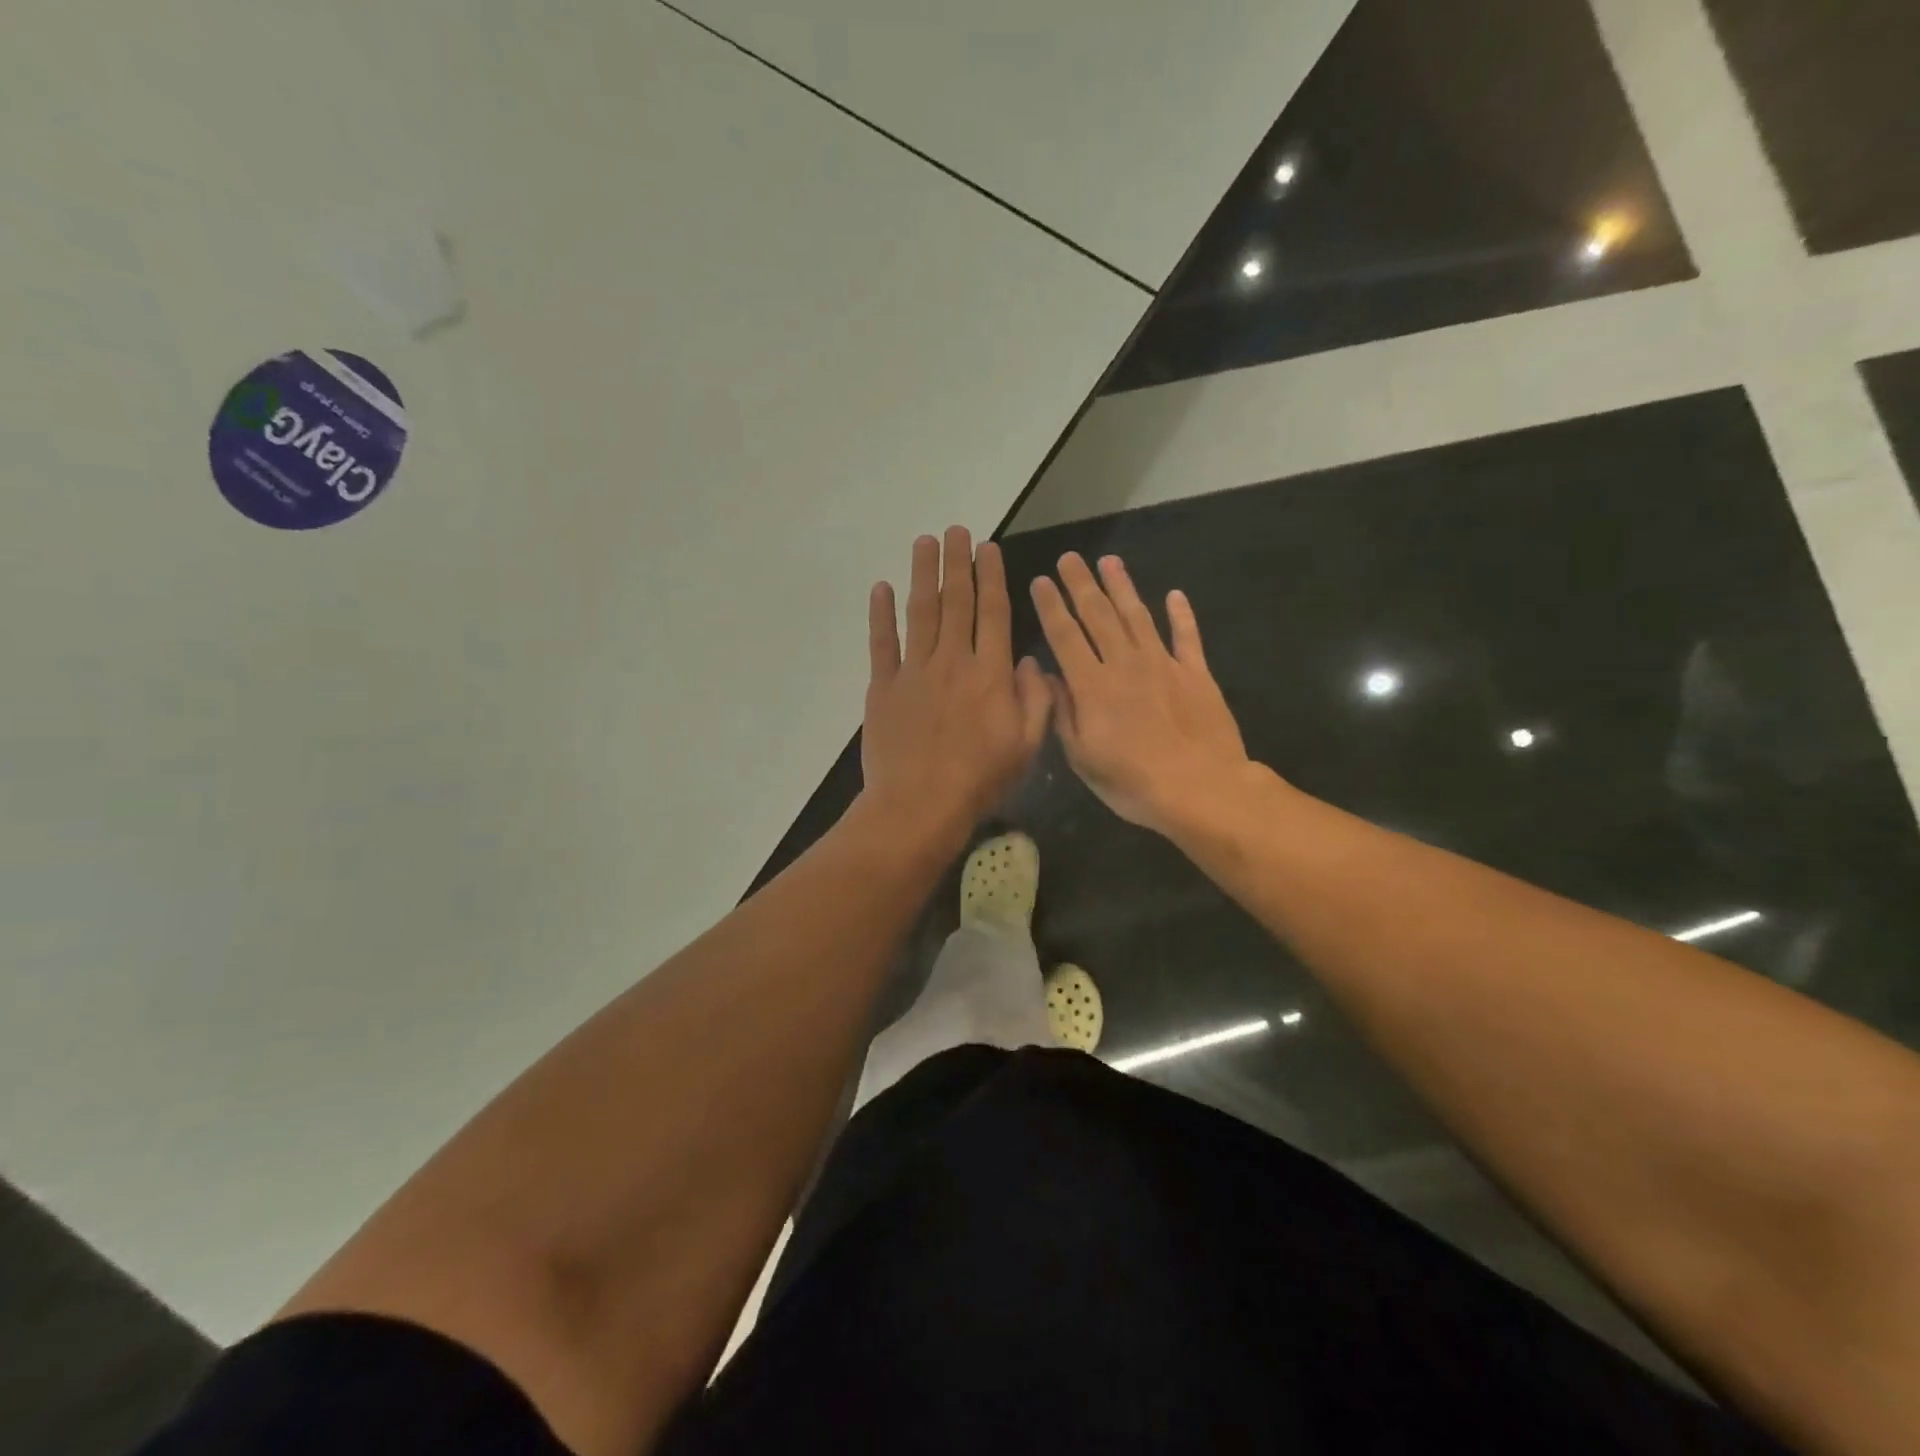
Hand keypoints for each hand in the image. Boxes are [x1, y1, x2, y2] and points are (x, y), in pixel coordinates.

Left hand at [860, 528, 1051, 842]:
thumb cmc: (980, 780)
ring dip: (923, 574)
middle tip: (956, 530)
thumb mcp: (1027, 745)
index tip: (988, 548)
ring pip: (921, 612)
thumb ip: (1035, 698)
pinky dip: (881, 614)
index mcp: (990, 673)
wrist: (919, 806)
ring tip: (925, 542)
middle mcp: (953, 661)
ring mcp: (914, 671)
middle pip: (956, 602)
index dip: (991, 577)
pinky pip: (882, 643)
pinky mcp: (883, 687)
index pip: (993, 613)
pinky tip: (882, 588)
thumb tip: (1028, 660)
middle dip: (957, 563)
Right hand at [1030, 553, 1250, 838]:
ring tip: (1109, 562)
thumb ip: (1064, 713)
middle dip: (1081, 585)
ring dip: (1122, 587)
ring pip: (1138, 616)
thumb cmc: (1132, 783)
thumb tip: (1048, 676)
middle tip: (1069, 557)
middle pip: (1099, 616)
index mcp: (1092, 686)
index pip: (1065, 636)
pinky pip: (1187, 637)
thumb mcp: (1083, 758)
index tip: (1041, 580)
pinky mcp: (1196, 674)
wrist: (1201, 789)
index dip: (1051, 607)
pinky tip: (1174, 595)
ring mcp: (1164, 665)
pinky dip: (1181, 614)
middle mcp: (1125, 664)